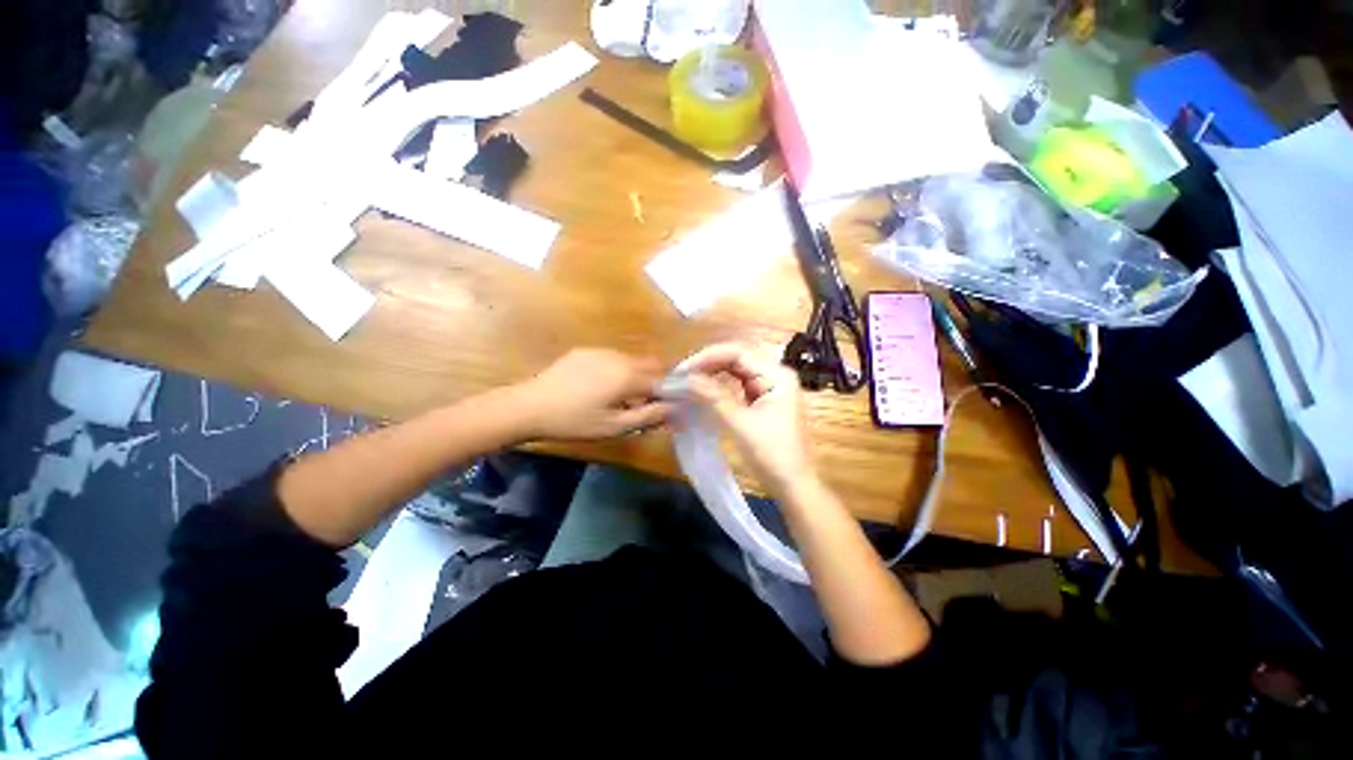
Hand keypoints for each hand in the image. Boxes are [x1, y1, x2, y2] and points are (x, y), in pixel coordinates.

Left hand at [515, 349, 670, 440]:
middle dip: (652, 383)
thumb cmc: (574, 421)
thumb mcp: (614, 426)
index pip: (663, 378)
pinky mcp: (585, 351)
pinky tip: (596, 388)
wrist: (529, 407)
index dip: (667, 393)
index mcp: (628, 375)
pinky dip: (616, 370)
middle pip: (650, 365)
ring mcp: (601, 350)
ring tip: (616, 398)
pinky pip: (612, 358)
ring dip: (634, 376)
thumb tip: (674, 408)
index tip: (660, 409)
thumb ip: (649, 416)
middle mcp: (619, 357)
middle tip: (639, 405)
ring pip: (631, 360)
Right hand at [682, 344, 815, 496]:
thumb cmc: (771, 455)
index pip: (737, 353)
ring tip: (687, 380)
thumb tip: (684, 378)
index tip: (682, 371)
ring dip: (711, 373)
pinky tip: (702, 389)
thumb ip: (713, 396)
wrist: (792, 486)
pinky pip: (737, 385)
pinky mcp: (763, 399)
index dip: (707, 358)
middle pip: (736, 358)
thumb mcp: (740, 424)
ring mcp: (769, 386)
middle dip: (707, 364)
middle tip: (680, 375)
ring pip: (735, 370)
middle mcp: (775, 374)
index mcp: (777, 374)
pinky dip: (718, 386)